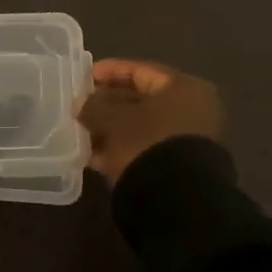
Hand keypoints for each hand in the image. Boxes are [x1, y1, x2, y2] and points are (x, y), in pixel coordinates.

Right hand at [79, 60, 222, 184]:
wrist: (178, 200)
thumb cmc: (147, 142)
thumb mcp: (113, 120)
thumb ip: (93, 106)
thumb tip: (80, 103)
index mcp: (184, 88)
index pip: (141, 71)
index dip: (110, 71)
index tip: (85, 76)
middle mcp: (192, 111)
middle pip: (141, 100)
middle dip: (108, 104)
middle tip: (81, 107)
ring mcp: (187, 141)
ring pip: (141, 127)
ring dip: (112, 129)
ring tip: (83, 133)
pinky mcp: (178, 168)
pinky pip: (145, 149)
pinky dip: (122, 150)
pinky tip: (95, 158)